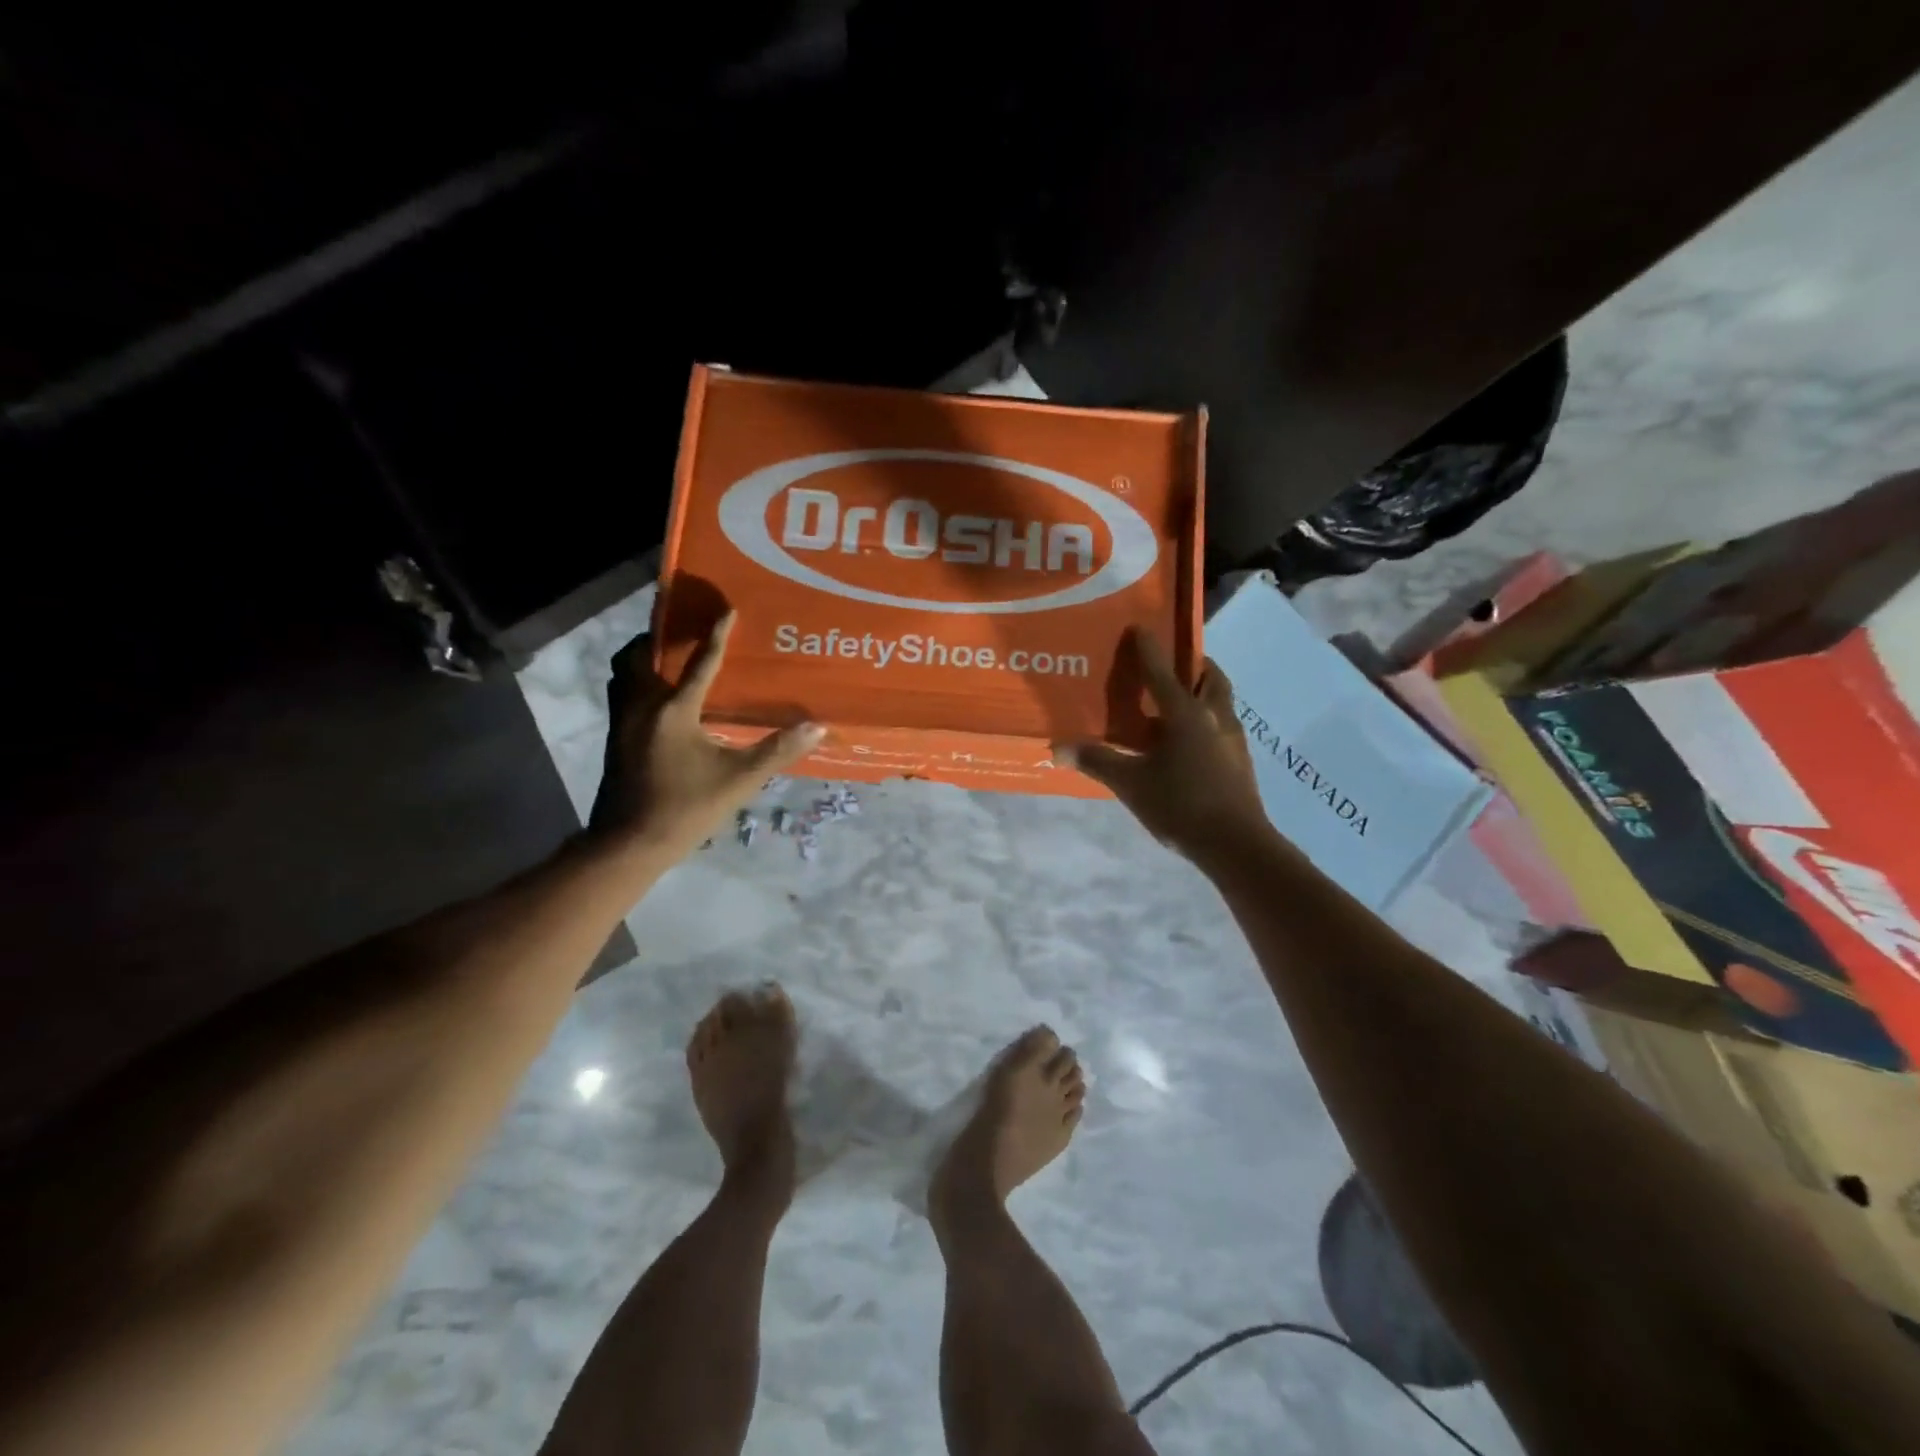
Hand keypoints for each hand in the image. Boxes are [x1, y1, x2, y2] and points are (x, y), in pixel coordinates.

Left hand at [590, 614, 823, 859]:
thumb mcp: (739, 780)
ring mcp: (622, 723)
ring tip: (664, 654)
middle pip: (640, 655)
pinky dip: (636, 681)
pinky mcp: (615, 739)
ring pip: (623, 673)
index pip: (699, 663)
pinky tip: (656, 698)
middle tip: (681, 626)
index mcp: (673, 711)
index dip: (716, 635)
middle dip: (659, 635)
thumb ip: (777, 751)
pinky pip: (621, 693)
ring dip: (642, 657)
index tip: (727, 610)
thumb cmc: (686, 808)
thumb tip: (817, 727)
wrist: (629, 843)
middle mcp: (641, 706)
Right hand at [1061, 630, 1271, 865]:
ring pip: (1220, 701)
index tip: (1140, 627)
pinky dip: (1206, 720)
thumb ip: (1097, 761)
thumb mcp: (1131, 783)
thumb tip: (1058, 747)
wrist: (1236, 845)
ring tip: (1177, 701)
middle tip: (1172, 664)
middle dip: (1193, 665)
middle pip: (1210, 677)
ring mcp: (1233, 738)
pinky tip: (1188, 741)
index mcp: (1185, 714)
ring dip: (1202, 692)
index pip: (1162, 672)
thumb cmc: (1181, 805)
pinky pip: (1222, 725)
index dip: (1149, 648)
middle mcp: (1214, 716)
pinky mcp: (1240, 760)